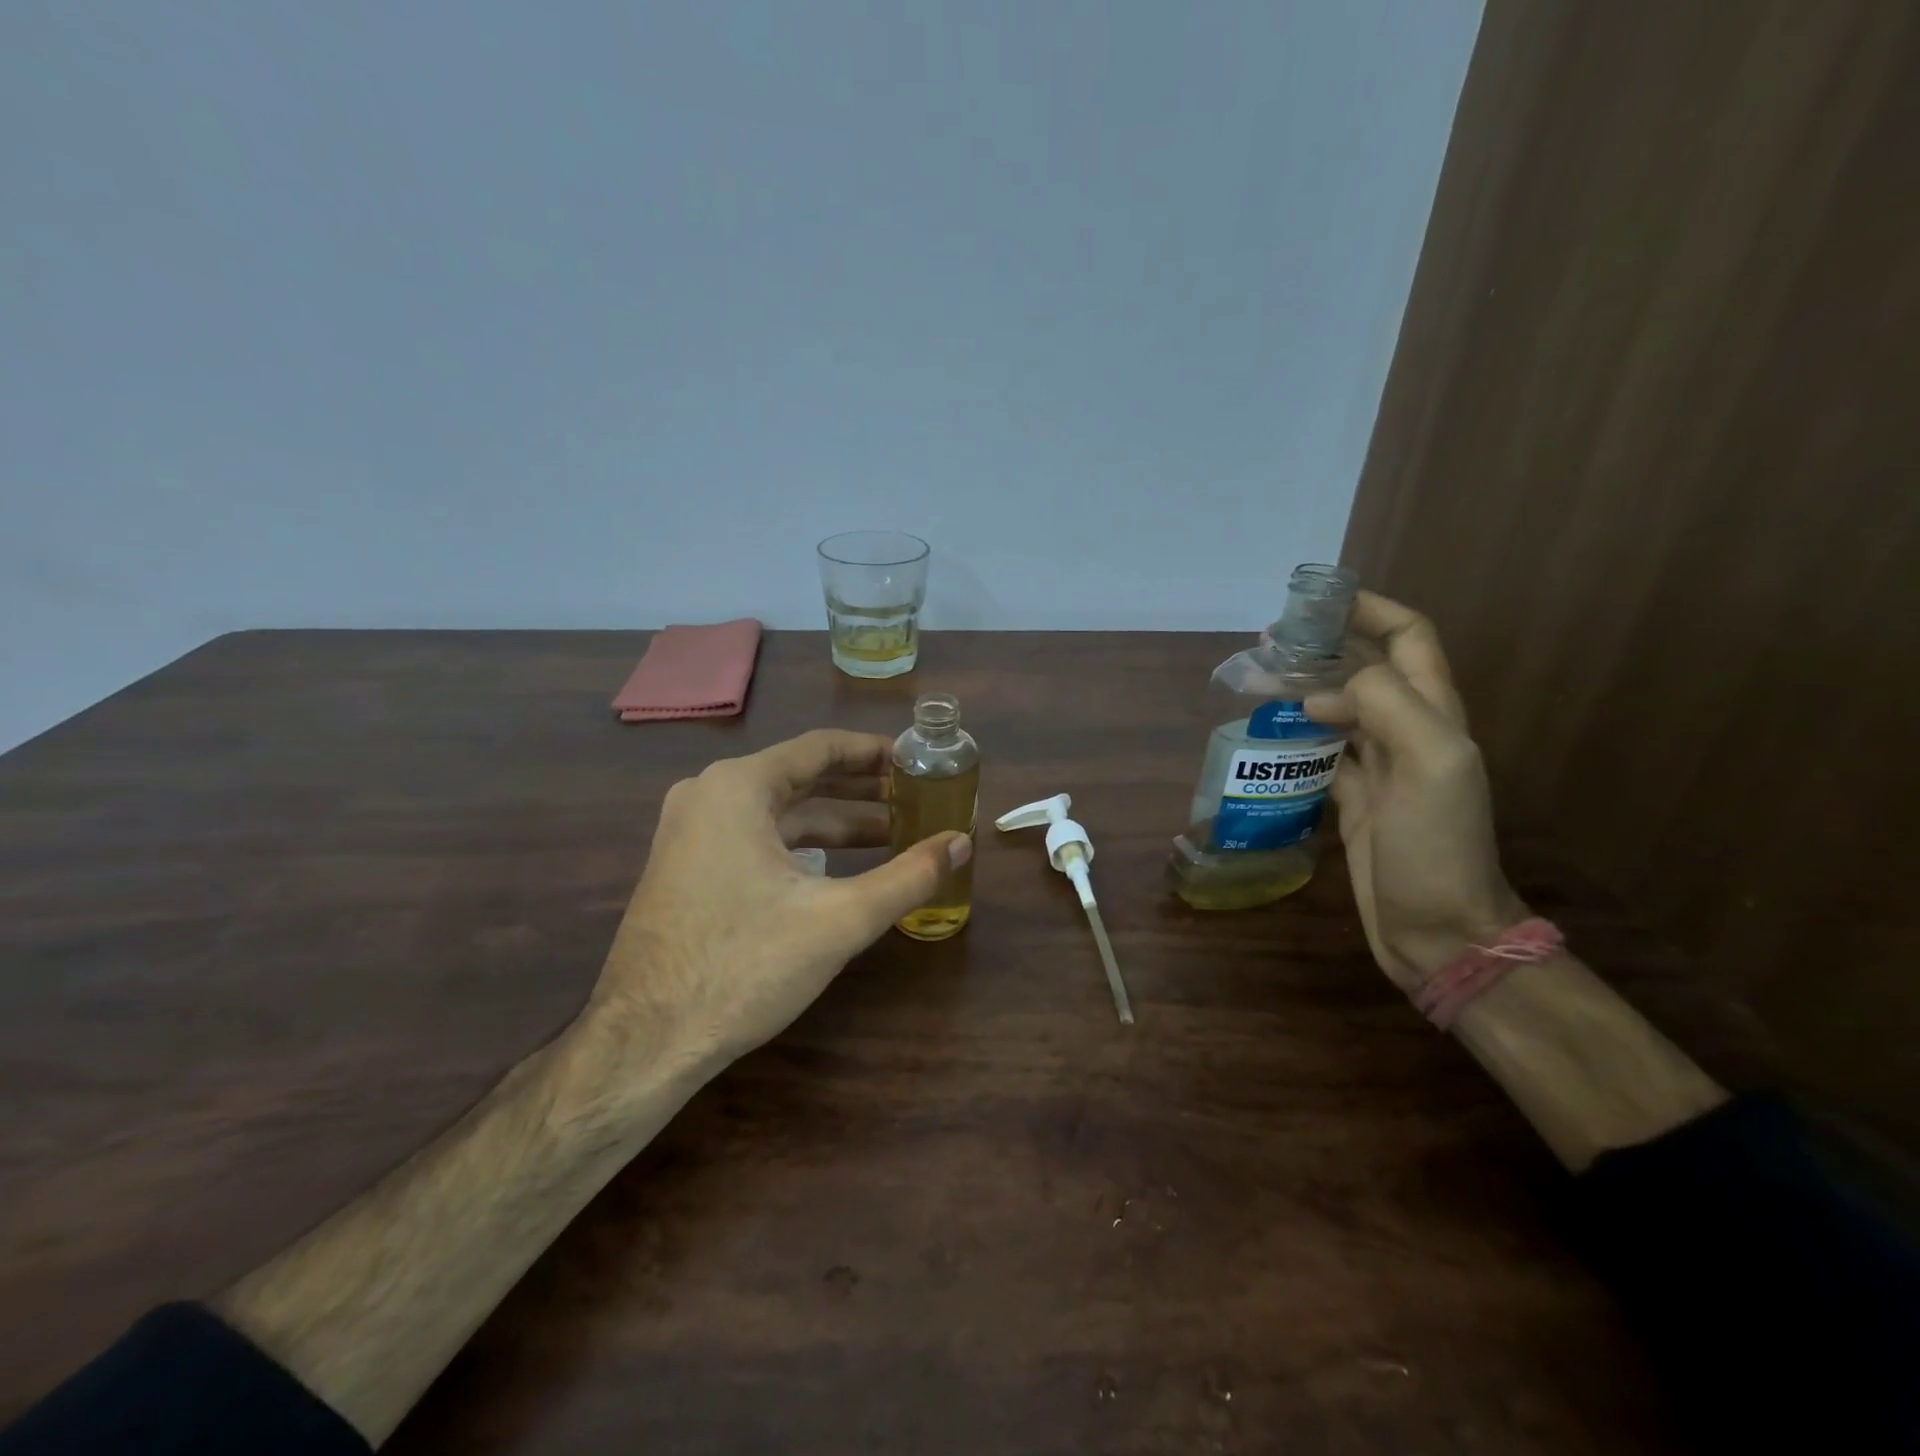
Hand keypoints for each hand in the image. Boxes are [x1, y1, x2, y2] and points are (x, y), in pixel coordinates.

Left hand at [590, 729, 969, 1067]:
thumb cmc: (744, 966)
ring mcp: (690, 832)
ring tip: (892, 833)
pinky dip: (802, 845)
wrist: (645, 1041)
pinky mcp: (686, 867)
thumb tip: (962, 843)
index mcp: (738, 787)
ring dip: (835, 820)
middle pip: (800, 775)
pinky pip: (755, 837)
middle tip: (915, 798)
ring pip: (778, 811)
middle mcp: (708, 794)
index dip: (875, 753)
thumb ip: (909, 876)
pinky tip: (838, 868)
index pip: (821, 747)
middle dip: (861, 788)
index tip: (918, 761)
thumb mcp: (840, 919)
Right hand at [1305, 593, 1525, 990]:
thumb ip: (1387, 706)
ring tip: (1259, 681)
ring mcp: (1379, 768)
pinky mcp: (1352, 799)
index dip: (1371, 610)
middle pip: (1368, 668)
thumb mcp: (1430, 763)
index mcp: (1434, 714)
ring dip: (1305, 688)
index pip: (1409, 638)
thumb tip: (1325, 692)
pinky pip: (1321, 752)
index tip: (1319, 600)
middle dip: (1326, 645)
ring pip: (1341, 709)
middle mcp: (1408, 732)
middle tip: (1272, 641)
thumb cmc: (1438, 844)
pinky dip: (1296, 734)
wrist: (1437, 927)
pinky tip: (1267, 734)